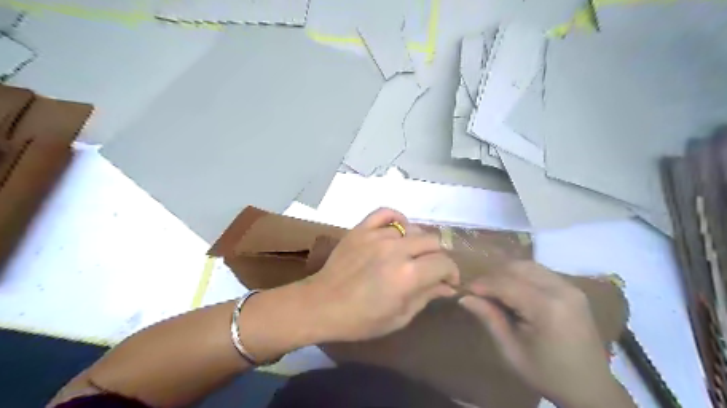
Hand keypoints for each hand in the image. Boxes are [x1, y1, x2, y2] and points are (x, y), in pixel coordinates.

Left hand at [301, 209, 459, 341]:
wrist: (321, 304)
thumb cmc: (361, 319)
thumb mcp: (399, 317)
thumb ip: (426, 297)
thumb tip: (447, 286)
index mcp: (408, 275)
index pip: (444, 263)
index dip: (451, 273)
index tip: (447, 281)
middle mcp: (396, 249)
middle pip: (433, 241)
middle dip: (437, 256)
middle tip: (429, 269)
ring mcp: (377, 235)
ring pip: (412, 228)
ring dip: (416, 243)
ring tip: (409, 254)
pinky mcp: (361, 229)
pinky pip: (385, 213)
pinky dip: (396, 219)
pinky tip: (397, 230)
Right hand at [462, 262, 634, 407]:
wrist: (592, 388)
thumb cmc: (548, 374)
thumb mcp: (512, 350)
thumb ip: (489, 318)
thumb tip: (464, 297)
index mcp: (547, 308)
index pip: (505, 283)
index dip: (482, 284)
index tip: (464, 290)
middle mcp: (561, 290)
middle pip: (517, 267)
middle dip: (493, 276)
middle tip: (478, 292)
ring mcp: (570, 287)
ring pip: (528, 265)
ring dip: (506, 273)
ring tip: (493, 291)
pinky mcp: (572, 288)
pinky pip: (539, 272)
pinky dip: (521, 276)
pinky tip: (513, 291)